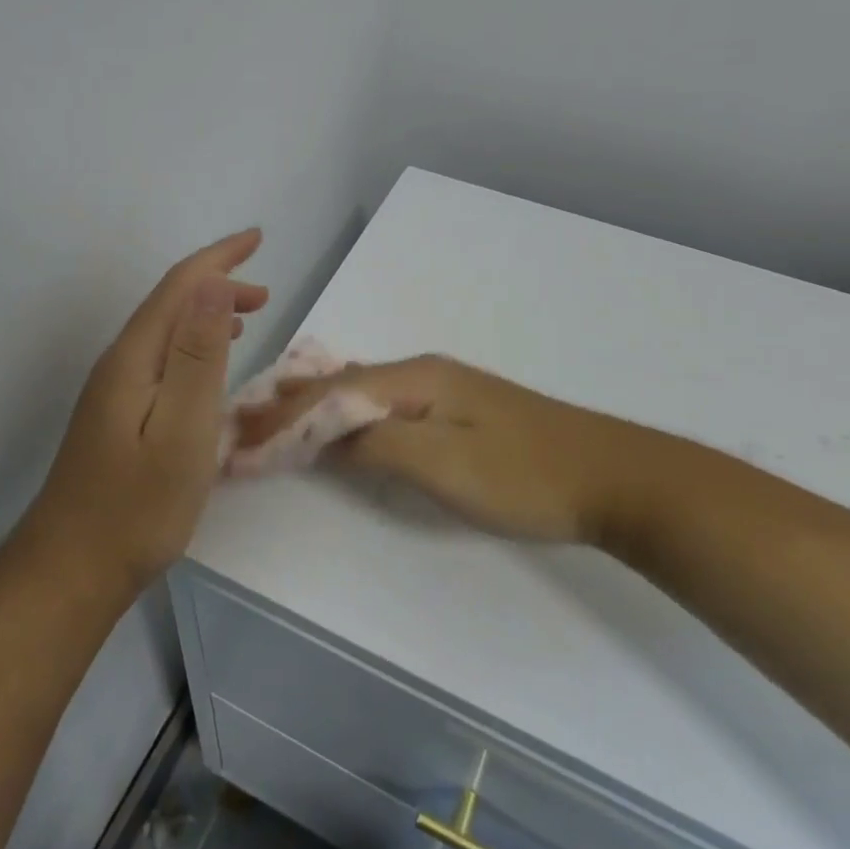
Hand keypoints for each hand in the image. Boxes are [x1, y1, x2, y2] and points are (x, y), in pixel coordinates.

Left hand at [25, 230, 267, 593]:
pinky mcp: (117, 415)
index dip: (219, 258)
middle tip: (266, 292)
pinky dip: (193, 344)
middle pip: (170, 303)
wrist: (72, 569)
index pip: (179, 287)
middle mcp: (120, 363)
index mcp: (135, 358)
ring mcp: (114, 390)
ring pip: (166, 330)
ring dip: (207, 313)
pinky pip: (161, 357)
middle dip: (218, 283)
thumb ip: (198, 356)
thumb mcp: (182, 429)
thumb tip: (213, 284)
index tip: (257, 238)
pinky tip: (208, 365)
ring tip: (249, 315)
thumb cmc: (137, 505)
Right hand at [235, 355, 676, 555]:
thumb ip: (375, 443)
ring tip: (272, 422)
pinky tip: (336, 423)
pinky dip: (346, 415)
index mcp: (415, 378)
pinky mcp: (457, 412)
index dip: (281, 418)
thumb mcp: (443, 464)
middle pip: (339, 384)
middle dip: (288, 406)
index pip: (329, 392)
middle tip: (242, 428)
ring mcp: (442, 389)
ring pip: (360, 392)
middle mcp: (422, 372)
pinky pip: (382, 405)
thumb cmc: (524, 475)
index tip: (238, 441)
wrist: (612, 476)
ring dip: (314, 409)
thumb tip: (319, 433)